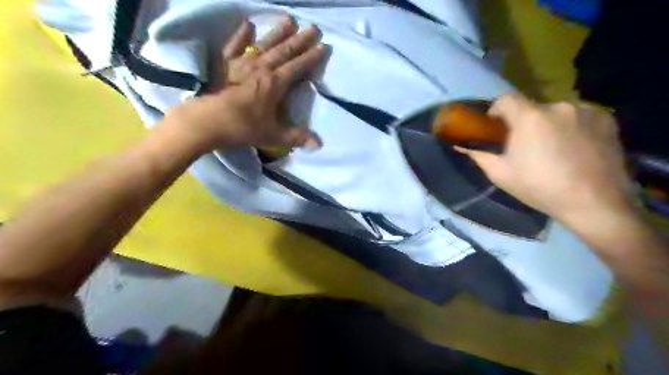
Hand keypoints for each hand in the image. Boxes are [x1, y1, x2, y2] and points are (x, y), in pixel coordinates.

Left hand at [164, 16, 326, 150]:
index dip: (311, 58)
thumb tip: (318, 145)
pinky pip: (234, 46)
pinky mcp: (224, 65)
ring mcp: (241, 64)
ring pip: (264, 44)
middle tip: (314, 27)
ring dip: (277, 32)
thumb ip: (296, 137)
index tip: (323, 46)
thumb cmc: (242, 128)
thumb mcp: (272, 136)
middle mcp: (260, 69)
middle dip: (300, 40)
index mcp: (274, 84)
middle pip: (284, 52)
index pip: (297, 68)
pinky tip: (248, 24)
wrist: (205, 122)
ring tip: (289, 19)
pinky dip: (241, 36)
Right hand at [454, 92, 636, 225]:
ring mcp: (585, 111)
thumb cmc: (539, 188)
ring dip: (548, 125)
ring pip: (555, 112)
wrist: (594, 203)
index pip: (506, 98)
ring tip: (551, 149)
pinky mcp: (607, 120)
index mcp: (529, 118)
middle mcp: (558, 106)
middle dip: (523, 122)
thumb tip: (460, 146)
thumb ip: (478, 155)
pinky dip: (571, 127)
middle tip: (523, 145)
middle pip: (531, 107)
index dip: (496, 109)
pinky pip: (579, 117)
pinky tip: (574, 148)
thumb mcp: (500, 174)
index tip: (495, 126)